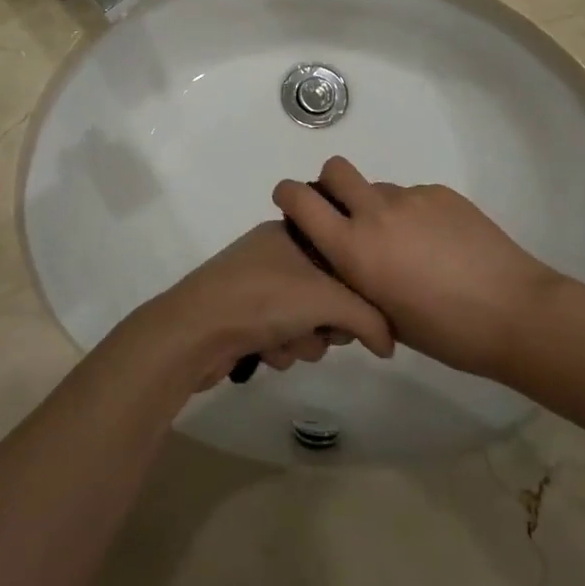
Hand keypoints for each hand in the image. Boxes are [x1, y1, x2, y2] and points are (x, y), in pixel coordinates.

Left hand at [135, 221, 394, 390]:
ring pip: (304, 320)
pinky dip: (279, 349)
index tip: (356, 308)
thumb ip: (370, 318)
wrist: (195, 331)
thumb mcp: (328, 300)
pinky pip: (280, 335)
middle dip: (326, 321)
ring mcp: (255, 285)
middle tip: (321, 330)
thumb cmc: (264, 299)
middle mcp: (273, 253)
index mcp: (291, 232)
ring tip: (284, 343)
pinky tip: (265, 353)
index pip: (341, 255)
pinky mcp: (241, 317)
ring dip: (301, 340)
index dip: (353, 286)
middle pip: (326, 292)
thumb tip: (389, 343)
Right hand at [272, 156, 567, 380]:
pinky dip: (415, 215)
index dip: (288, 195)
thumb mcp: (383, 316)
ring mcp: (411, 198)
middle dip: (331, 184)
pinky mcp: (441, 193)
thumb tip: (349, 264)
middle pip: (335, 169)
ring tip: (409, 246)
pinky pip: (413, 196)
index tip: (292, 204)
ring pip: (379, 188)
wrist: (516, 313)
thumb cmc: (445, 333)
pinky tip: (441, 246)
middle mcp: (375, 213)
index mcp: (354, 248)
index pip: (300, 199)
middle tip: (348, 215)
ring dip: (379, 208)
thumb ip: (356, 281)